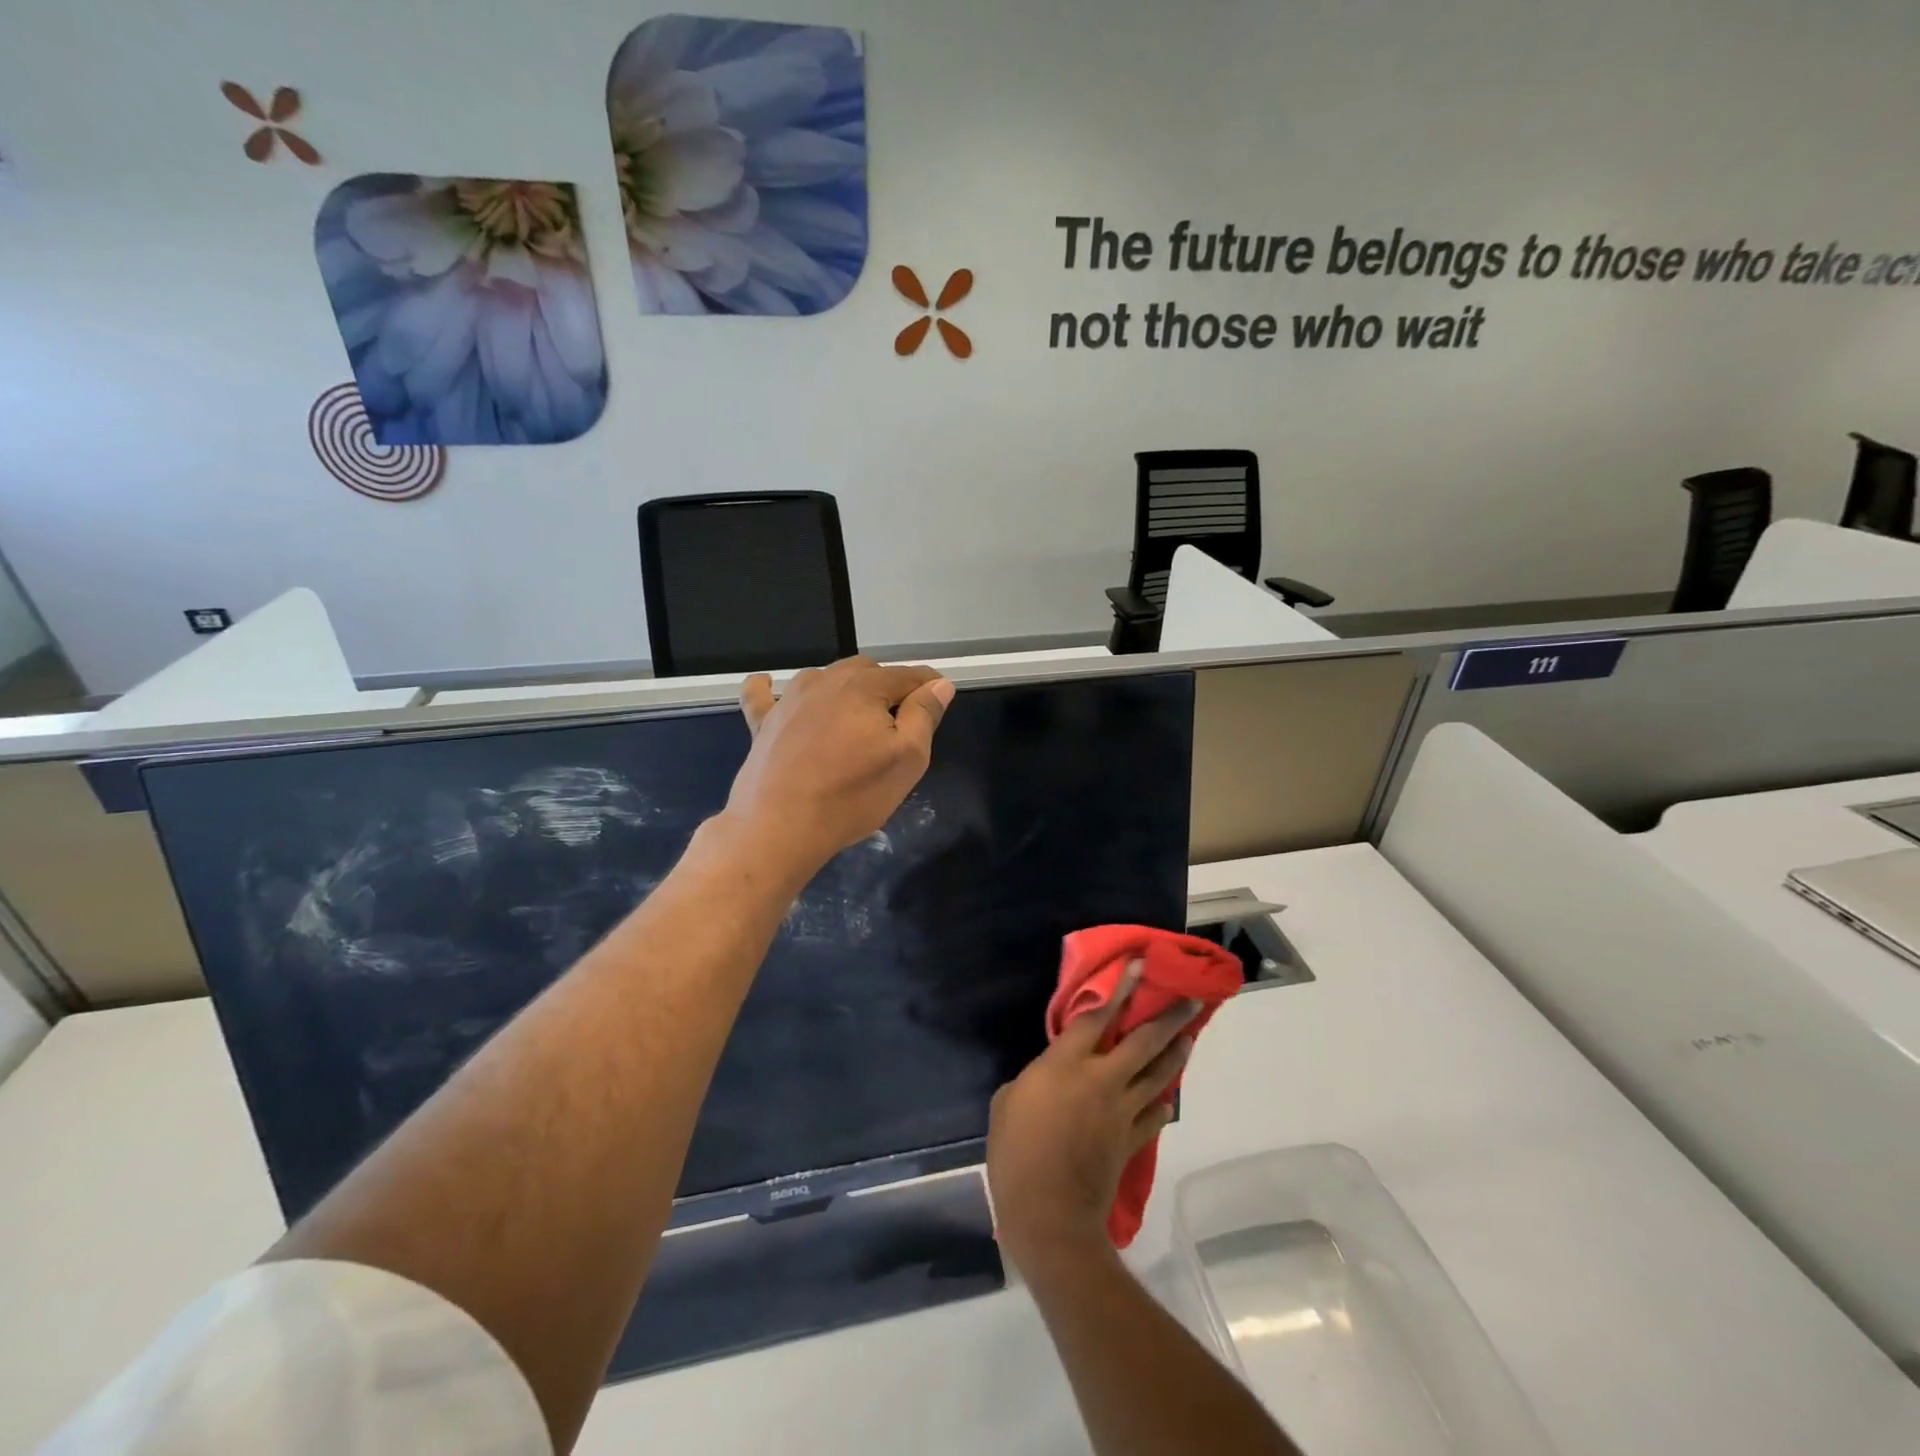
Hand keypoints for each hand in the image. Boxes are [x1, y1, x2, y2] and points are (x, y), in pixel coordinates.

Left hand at [726, 655, 953, 875]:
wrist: (779, 826)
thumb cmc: (852, 795)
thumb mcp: (907, 759)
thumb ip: (924, 715)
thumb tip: (939, 684)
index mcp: (865, 687)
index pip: (908, 675)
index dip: (929, 685)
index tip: (939, 699)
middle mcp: (826, 681)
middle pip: (867, 670)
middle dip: (887, 686)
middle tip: (898, 721)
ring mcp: (789, 699)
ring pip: (825, 678)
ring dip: (844, 688)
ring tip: (853, 717)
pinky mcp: (763, 721)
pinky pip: (764, 693)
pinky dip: (771, 688)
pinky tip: (771, 686)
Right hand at [987, 963, 1198, 1269]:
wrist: (1049, 1214)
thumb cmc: (1016, 1152)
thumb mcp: (1007, 1103)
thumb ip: (1033, 1079)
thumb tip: (1047, 1078)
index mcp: (1066, 1064)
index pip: (1097, 1016)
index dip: (1119, 989)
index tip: (1138, 966)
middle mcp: (1101, 1079)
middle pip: (1142, 1042)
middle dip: (1168, 1018)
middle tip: (1190, 1000)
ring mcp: (1121, 1111)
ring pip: (1157, 1075)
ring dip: (1174, 1054)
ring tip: (1188, 1038)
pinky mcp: (1130, 1141)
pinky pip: (1152, 1117)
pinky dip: (1161, 1105)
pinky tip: (1166, 1099)